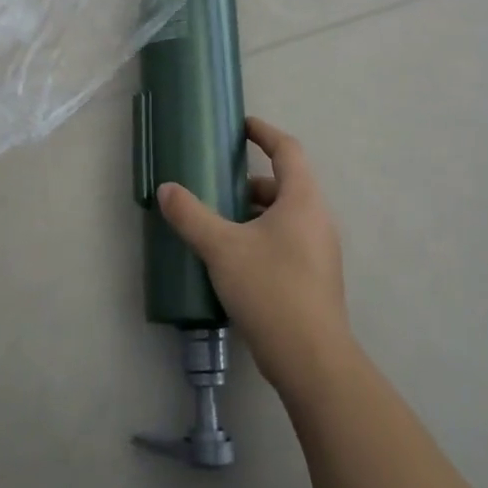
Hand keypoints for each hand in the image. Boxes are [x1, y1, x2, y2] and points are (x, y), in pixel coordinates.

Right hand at [157, 116, 353, 398]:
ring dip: (257, 211)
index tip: (242, 127)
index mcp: (302, 199)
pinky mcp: (317, 277)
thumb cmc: (271, 289)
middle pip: (287, 183)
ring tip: (222, 222)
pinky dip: (265, 235)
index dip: (265, 133)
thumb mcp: (222, 248)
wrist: (313, 360)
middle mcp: (318, 218)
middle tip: (220, 184)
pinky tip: (238, 258)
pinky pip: (290, 239)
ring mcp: (321, 249)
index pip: (287, 149)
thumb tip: (166, 189)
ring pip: (288, 214)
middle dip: (252, 180)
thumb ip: (192, 216)